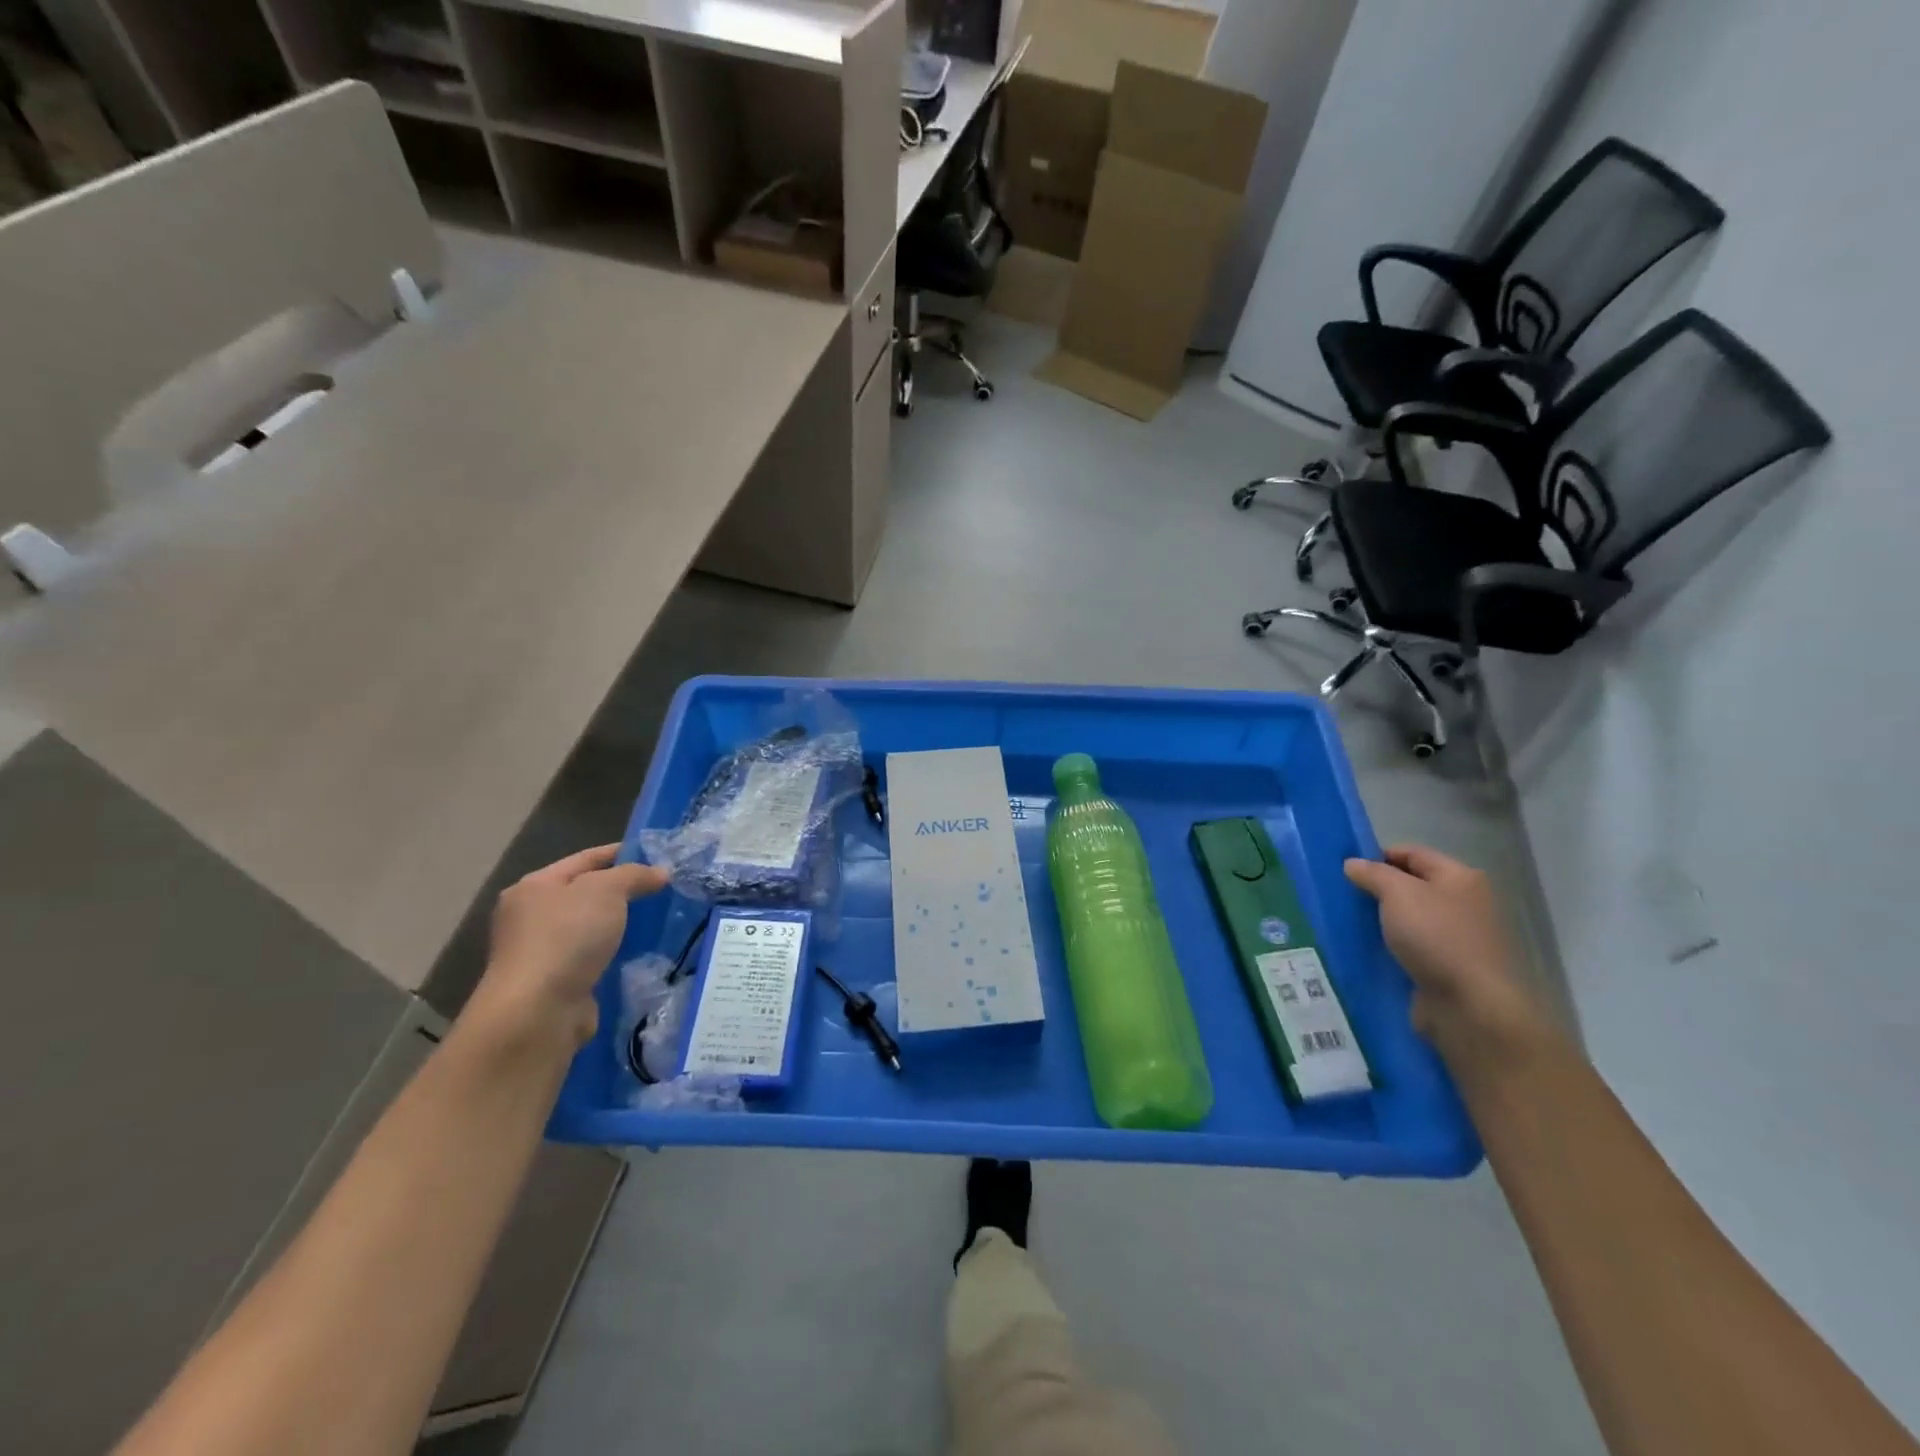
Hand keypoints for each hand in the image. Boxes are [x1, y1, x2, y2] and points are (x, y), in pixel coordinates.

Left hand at [468, 845, 668, 1050]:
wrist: (538, 1011)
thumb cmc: (566, 937)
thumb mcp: (606, 890)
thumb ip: (634, 875)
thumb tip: (660, 872)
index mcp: (534, 886)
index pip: (585, 859)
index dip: (621, 853)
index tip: (656, 855)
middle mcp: (531, 917)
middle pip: (586, 894)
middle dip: (624, 892)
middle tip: (664, 889)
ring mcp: (542, 953)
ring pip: (592, 929)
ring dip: (621, 927)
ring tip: (662, 922)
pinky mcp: (556, 984)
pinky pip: (595, 960)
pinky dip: (616, 956)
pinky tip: (644, 955)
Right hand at [1344, 844, 1550, 1062]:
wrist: (1471, 1006)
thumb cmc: (1437, 938)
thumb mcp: (1398, 894)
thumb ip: (1373, 874)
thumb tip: (1353, 864)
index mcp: (1460, 877)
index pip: (1413, 853)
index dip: (1379, 855)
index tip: (1347, 868)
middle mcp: (1464, 903)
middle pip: (1412, 885)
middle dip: (1378, 888)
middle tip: (1344, 895)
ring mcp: (1459, 936)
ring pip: (1410, 918)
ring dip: (1382, 919)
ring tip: (1349, 921)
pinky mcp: (1448, 966)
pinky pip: (1412, 946)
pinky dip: (1391, 945)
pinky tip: (1367, 947)